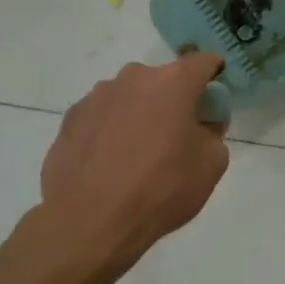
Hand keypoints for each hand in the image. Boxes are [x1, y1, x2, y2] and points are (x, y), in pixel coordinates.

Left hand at [33, 55, 229, 279]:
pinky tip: (109, 163)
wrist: (90, 221)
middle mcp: (134, 77)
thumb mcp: (212, 164)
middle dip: (173, 100)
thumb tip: (201, 125)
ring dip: (139, 113)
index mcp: (174, 82)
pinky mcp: (71, 118)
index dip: (213, 75)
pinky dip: (110, 130)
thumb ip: (213, 133)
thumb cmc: (162, 188)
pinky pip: (102, 116)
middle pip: (163, 80)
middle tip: (176, 135)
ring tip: (136, 154)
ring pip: (130, 97)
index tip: (213, 98)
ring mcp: (98, 96)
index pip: (203, 62)